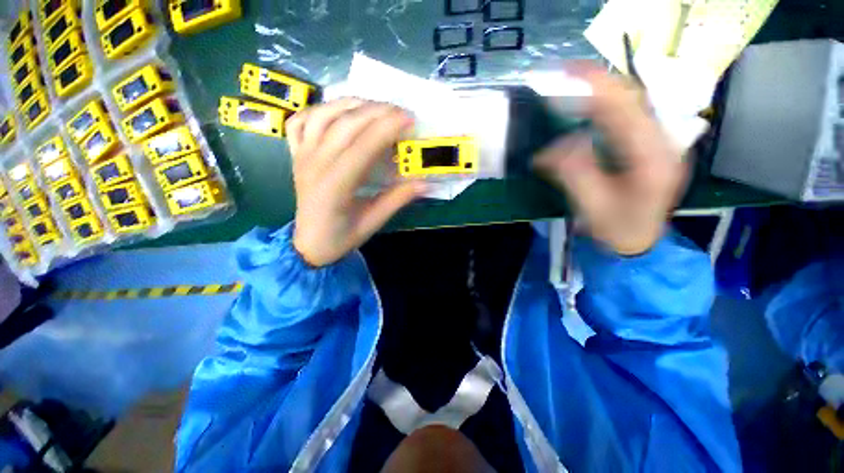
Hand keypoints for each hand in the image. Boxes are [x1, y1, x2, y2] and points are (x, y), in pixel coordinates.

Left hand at [286, 98, 425, 266]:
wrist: (309, 244)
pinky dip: (320, 110)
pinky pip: (301, 121)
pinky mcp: (296, 154)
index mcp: (335, 186)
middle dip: (377, 111)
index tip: (410, 120)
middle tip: (401, 112)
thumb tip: (426, 183)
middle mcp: (315, 164)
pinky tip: (339, 113)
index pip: (364, 146)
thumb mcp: (373, 222)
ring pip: (323, 114)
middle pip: (346, 123)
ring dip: (352, 104)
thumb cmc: (341, 237)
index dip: (388, 128)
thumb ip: (398, 199)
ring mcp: (302, 156)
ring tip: (376, 107)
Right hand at [534, 63, 686, 254]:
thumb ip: (575, 173)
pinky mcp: (650, 144)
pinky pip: (629, 115)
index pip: (626, 110)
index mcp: (653, 159)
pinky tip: (589, 104)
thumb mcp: (593, 206)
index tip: (567, 73)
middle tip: (565, 73)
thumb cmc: (618, 229)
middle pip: (633, 98)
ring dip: (602, 89)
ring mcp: (660, 141)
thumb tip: (553, 147)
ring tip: (574, 83)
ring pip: (633, 103)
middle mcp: (664, 142)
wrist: (641, 241)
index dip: (597, 87)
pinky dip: (606, 104)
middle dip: (599, 81)